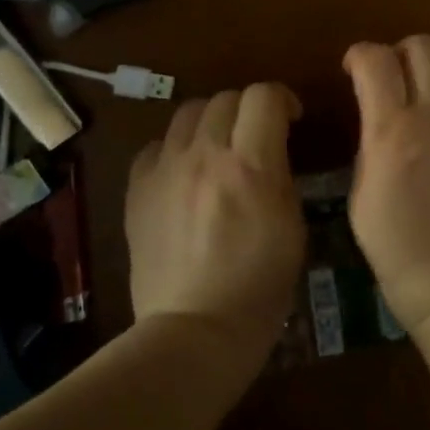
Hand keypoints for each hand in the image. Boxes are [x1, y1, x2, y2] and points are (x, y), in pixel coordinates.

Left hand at [127, 84, 306, 355]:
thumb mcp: (292, 227)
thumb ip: (280, 177)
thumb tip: (271, 153)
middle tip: (255, 137)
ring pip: (188, 114)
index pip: (264, 96)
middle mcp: (205, 155)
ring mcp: (165, 170)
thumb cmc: (259, 288)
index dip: (282, 99)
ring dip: (210, 123)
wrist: (194, 332)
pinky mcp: (137, 190)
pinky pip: (155, 147)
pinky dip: (174, 150)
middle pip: (225, 98)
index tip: (290, 120)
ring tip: (217, 149)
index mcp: (251, 165)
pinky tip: (182, 173)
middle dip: (247, 110)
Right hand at [344, 37, 429, 331]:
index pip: (375, 59)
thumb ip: (371, 144)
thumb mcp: (362, 199)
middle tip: (398, 79)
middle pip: (423, 45)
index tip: (356, 71)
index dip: (360, 56)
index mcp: (395, 133)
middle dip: (402, 54)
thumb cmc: (402, 254)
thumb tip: (381, 115)